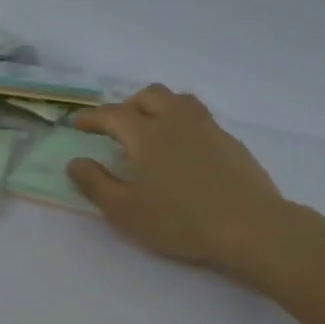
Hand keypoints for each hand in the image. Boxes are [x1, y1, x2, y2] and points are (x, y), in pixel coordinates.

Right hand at [69, 85, 293, 276]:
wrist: (249, 227)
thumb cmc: (179, 221)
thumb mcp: (125, 210)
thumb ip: (95, 183)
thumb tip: (75, 162)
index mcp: (147, 134)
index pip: (113, 114)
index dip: (92, 117)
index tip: (78, 125)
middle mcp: (177, 121)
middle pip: (149, 96)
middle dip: (128, 105)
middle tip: (117, 127)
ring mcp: (208, 128)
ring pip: (179, 100)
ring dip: (159, 107)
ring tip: (151, 130)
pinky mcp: (230, 142)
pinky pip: (200, 119)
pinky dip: (182, 124)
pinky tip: (183, 150)